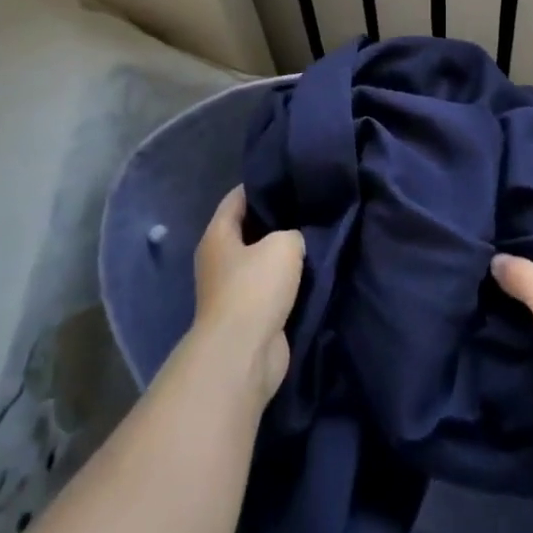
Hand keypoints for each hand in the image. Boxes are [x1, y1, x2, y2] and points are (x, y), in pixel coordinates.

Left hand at [192, 186, 304, 402]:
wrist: (244, 353)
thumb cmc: (255, 288)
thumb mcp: (283, 245)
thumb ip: (292, 233)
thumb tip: (294, 241)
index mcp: (218, 235)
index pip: (237, 198)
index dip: (261, 185)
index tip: (288, 179)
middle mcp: (219, 260)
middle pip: (249, 230)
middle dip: (276, 221)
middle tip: (308, 209)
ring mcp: (231, 291)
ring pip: (261, 263)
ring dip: (282, 257)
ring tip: (314, 240)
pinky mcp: (248, 317)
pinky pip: (270, 290)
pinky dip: (287, 285)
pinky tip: (311, 275)